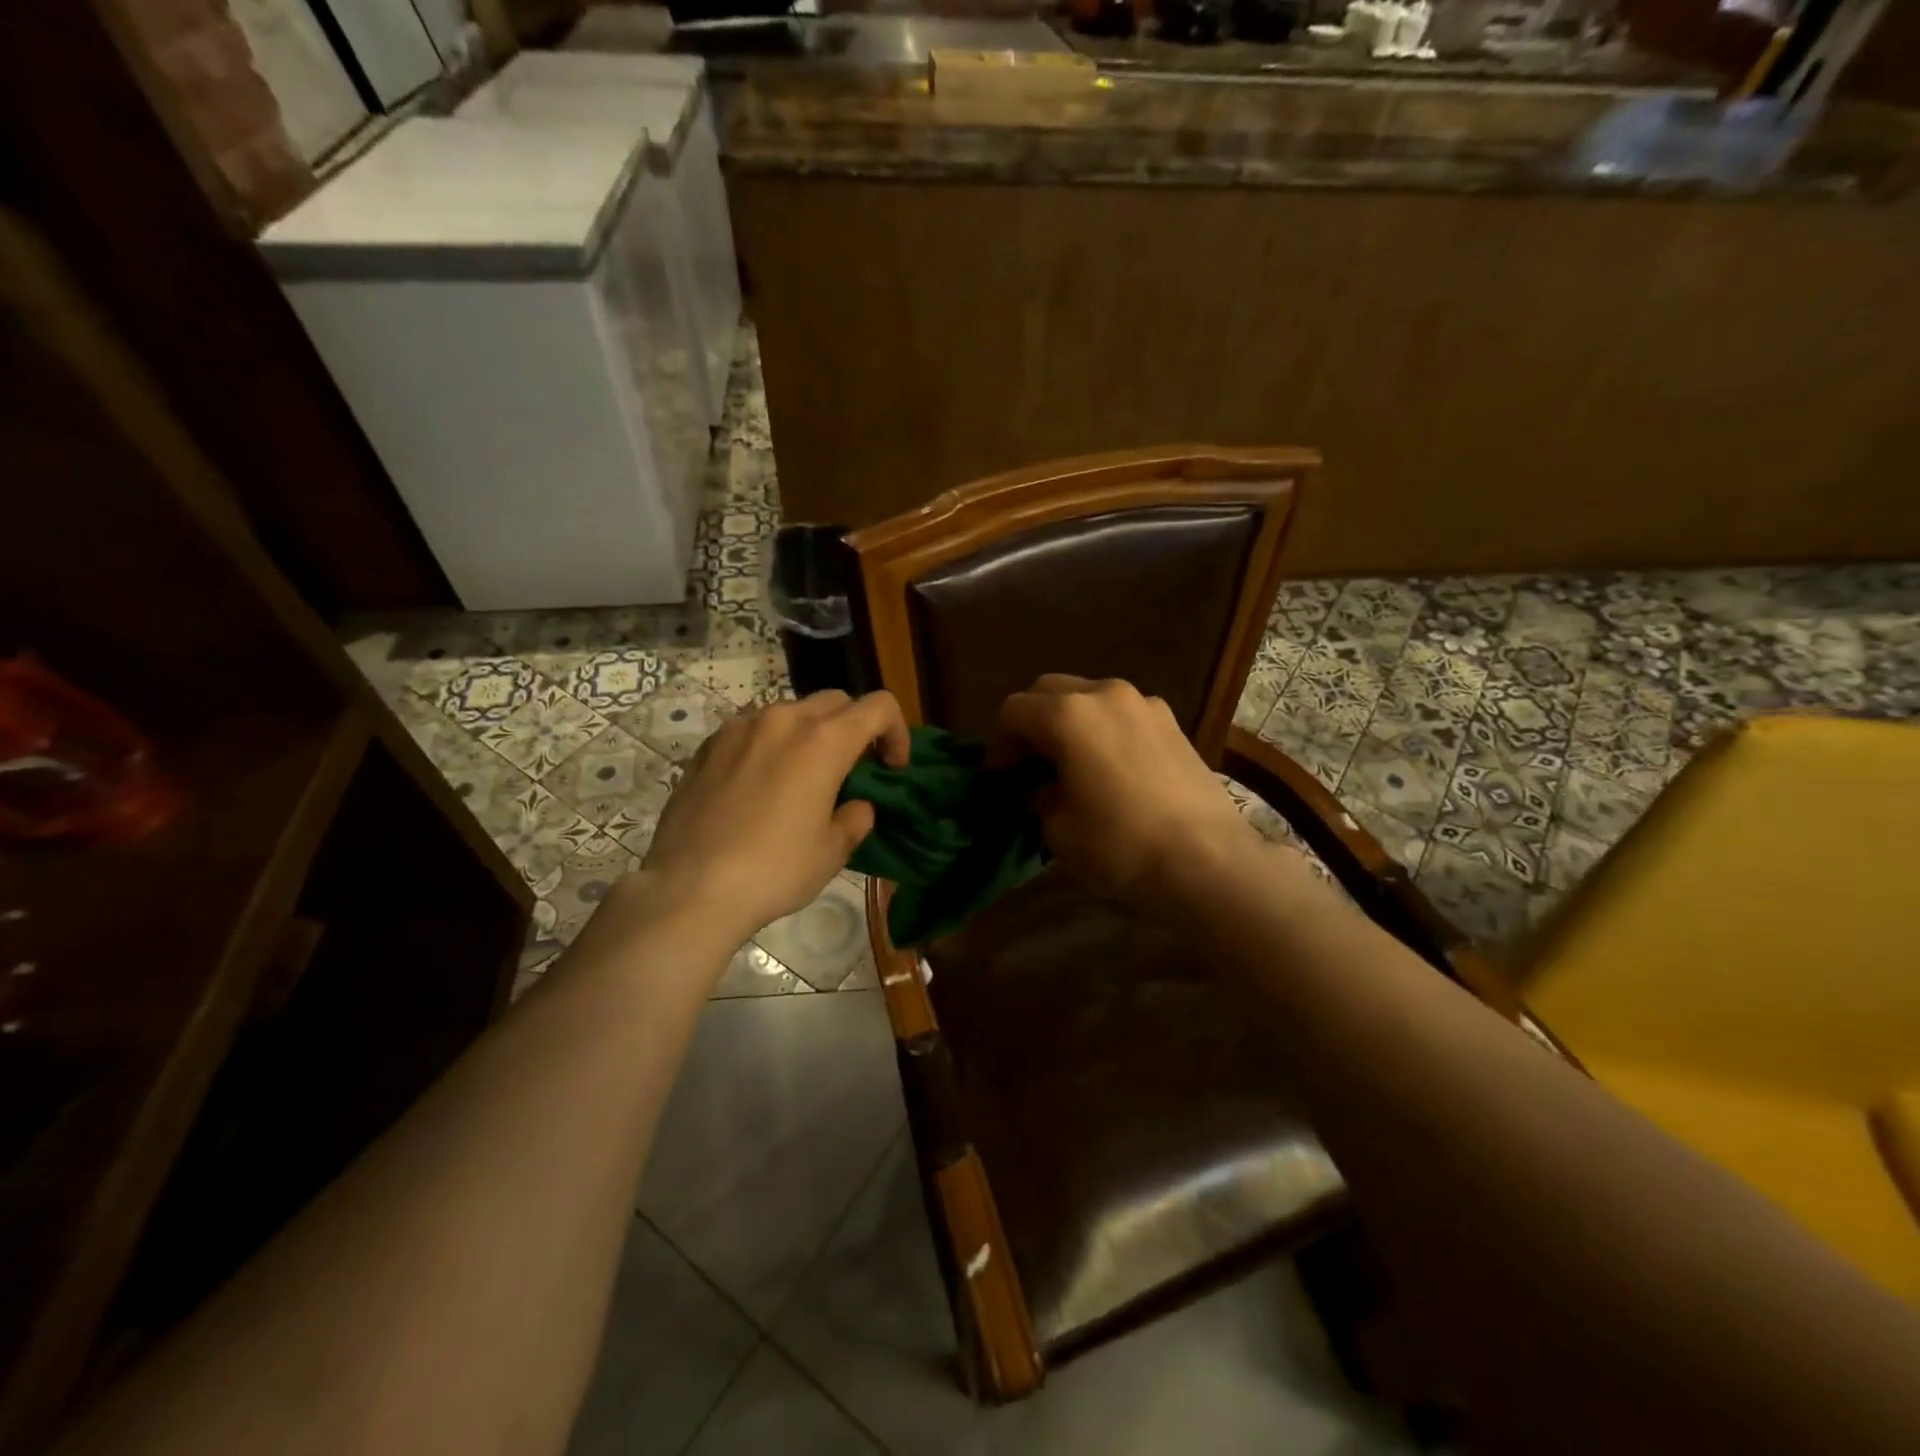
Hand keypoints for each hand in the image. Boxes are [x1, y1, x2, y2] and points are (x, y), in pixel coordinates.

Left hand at [640, 690, 909, 938]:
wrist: (690, 887)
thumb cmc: (774, 870)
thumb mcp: (832, 851)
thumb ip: (855, 818)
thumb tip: (856, 805)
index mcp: (824, 740)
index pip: (879, 707)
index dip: (897, 732)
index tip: (892, 768)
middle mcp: (783, 719)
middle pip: (836, 701)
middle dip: (855, 727)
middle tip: (853, 770)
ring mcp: (740, 728)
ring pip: (791, 712)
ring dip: (811, 733)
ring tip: (804, 776)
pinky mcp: (708, 745)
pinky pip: (753, 729)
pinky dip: (771, 744)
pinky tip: (761, 785)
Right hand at [990, 675, 1258, 905]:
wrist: (1208, 860)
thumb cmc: (1120, 846)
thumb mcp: (1059, 831)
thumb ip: (1041, 799)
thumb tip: (1045, 789)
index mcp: (1068, 715)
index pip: (1013, 711)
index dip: (998, 743)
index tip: (999, 776)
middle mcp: (1104, 694)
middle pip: (1049, 690)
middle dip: (1031, 722)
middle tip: (1028, 762)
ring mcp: (1144, 704)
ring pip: (1089, 696)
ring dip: (1069, 721)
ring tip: (1071, 762)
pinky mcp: (1172, 722)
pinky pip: (1122, 713)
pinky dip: (1104, 729)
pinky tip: (1110, 766)